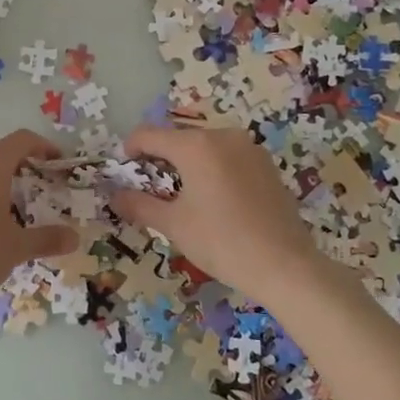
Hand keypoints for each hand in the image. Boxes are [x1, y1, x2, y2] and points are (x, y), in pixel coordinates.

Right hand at [109, 124, 323, 302]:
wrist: (285, 265)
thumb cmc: (221, 242)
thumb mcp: (173, 225)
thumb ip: (139, 204)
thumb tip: (114, 195)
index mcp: (196, 146)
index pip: (149, 135)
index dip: (131, 149)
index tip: (124, 170)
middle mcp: (223, 136)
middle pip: (178, 138)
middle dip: (160, 158)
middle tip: (151, 188)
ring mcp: (249, 148)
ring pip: (205, 147)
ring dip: (187, 163)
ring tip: (182, 195)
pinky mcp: (266, 165)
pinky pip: (228, 157)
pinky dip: (212, 169)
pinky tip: (214, 200)